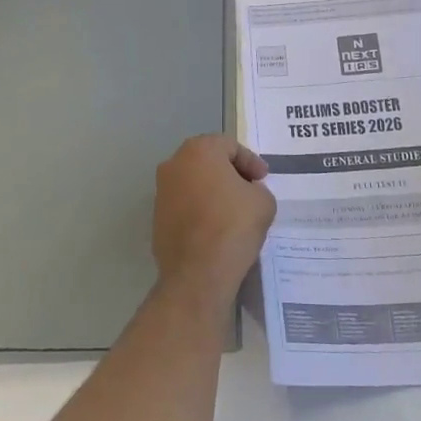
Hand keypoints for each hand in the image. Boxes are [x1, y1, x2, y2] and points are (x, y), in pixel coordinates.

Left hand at [153, 134, 276, 300]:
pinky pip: (184, 204)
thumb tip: (248, 192)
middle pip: (208, 160)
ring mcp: (161, 191)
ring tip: (233, 209)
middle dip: (230, 172)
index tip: (263, 179)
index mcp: (199, 150)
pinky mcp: (156, 217)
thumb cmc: (232, 226)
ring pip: (193, 181)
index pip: (230, 146)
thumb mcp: (263, 202)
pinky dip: (199, 208)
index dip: (251, 161)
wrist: (197, 274)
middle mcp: (174, 164)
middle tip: (249, 188)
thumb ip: (258, 188)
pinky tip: (215, 226)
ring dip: (213, 190)